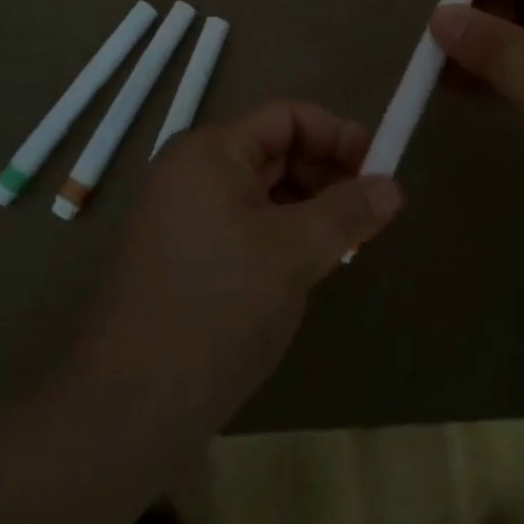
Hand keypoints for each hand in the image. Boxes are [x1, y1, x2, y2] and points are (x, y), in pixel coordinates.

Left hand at [71, 101, 402, 437]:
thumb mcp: (292, 254)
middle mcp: (192, 171)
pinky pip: (244, 225)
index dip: (337, 135)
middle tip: (366, 217)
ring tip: (341, 248)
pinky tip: (303, 271)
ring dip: (306, 209)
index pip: (286, 117)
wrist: (129, 405)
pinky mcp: (184, 254)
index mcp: (210, 152)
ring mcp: (183, 214)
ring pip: (261, 192)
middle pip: (274, 151)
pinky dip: (280, 236)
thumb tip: (393, 186)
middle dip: (325, 175)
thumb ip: (346, 213)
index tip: (379, 171)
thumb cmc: (216, 308)